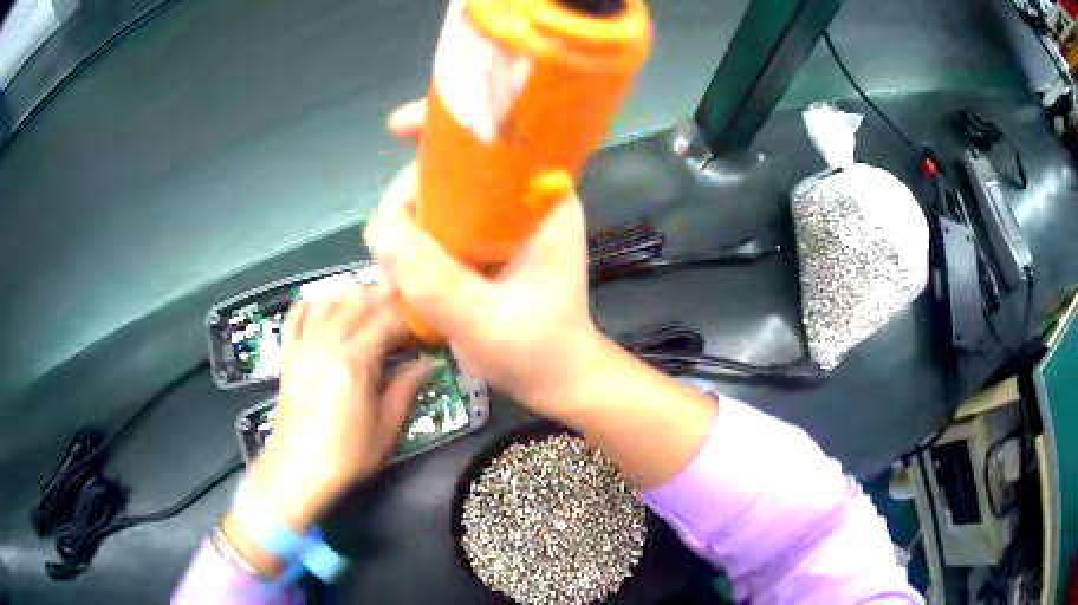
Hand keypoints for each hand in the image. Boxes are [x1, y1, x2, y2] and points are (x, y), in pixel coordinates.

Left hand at [224, 286, 432, 564]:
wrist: (298, 470)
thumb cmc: (346, 456)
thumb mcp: (387, 429)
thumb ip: (407, 389)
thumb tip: (428, 364)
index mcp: (354, 361)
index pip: (388, 319)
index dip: (411, 317)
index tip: (426, 326)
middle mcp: (326, 342)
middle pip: (359, 300)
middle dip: (386, 300)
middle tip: (406, 311)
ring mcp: (304, 345)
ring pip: (330, 299)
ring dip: (354, 296)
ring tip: (373, 306)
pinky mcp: (289, 353)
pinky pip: (298, 313)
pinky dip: (315, 303)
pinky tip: (329, 307)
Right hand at [366, 102, 608, 419]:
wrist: (553, 379)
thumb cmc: (538, 351)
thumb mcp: (488, 324)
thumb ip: (437, 283)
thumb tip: (382, 229)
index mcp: (537, 200)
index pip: (492, 140)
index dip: (443, 126)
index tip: (396, 128)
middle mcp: (512, 201)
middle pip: (442, 171)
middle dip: (406, 203)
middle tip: (391, 250)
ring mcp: (488, 223)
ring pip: (425, 202)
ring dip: (401, 235)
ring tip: (401, 282)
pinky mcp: (471, 245)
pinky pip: (425, 231)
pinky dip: (406, 252)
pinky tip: (403, 285)